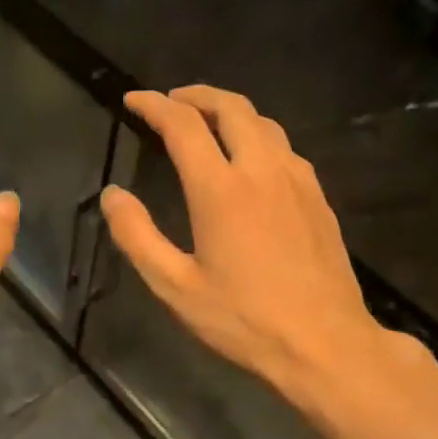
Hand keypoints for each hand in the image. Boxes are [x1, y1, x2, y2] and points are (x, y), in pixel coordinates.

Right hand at [101, 87, 416, 410]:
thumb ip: (137, 236)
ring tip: (206, 121)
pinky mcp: (318, 197)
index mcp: (221, 189)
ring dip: (230, 111)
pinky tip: (249, 159)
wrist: (325, 343)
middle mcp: (262, 170)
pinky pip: (284, 147)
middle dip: (196, 95)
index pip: (183, 125)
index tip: (133, 100)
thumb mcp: (175, 286)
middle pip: (231, 107)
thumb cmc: (243, 320)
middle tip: (170, 101)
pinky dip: (257, 135)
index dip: (154, 105)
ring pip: (263, 122)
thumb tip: (112, 195)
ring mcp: (297, 180)